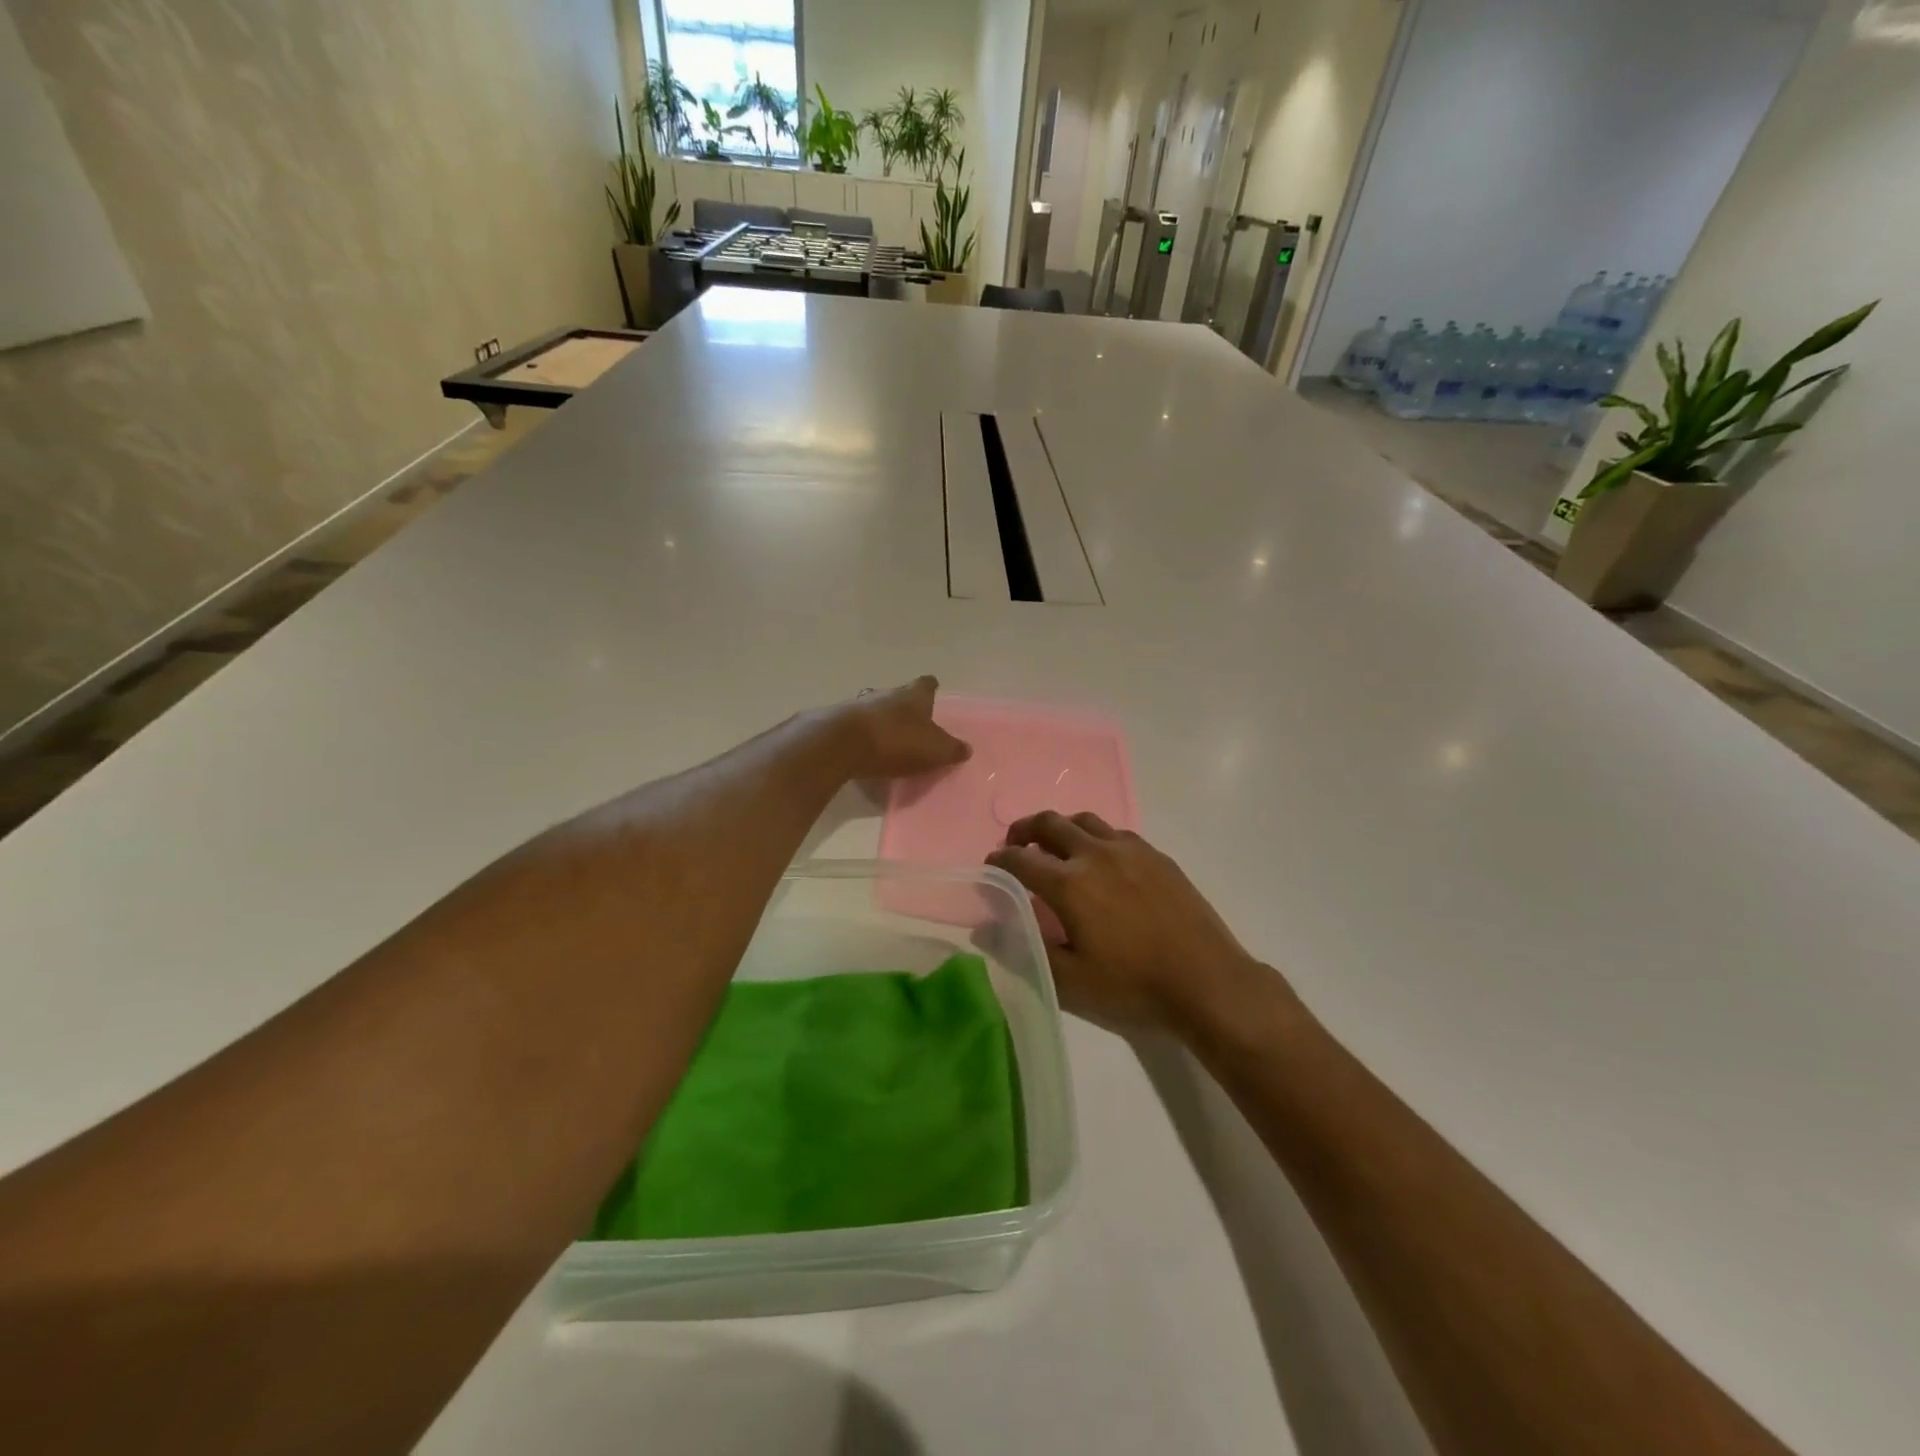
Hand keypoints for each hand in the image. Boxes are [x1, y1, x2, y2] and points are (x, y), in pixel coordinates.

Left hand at [828, 676, 970, 780]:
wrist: (842, 744)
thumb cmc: (896, 741)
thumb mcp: (934, 750)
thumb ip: (951, 749)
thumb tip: (966, 749)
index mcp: (913, 695)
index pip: (926, 684)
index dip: (930, 687)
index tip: (933, 688)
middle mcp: (886, 693)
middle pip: (897, 694)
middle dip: (903, 705)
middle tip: (910, 719)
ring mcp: (858, 705)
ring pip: (873, 707)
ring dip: (880, 719)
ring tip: (886, 736)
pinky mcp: (837, 722)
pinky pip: (855, 726)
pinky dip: (861, 734)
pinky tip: (864, 749)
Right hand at [987, 812, 1276, 1033]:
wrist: (1206, 981)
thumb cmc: (1133, 986)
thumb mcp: (1071, 982)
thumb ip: (1027, 950)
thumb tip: (986, 929)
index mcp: (1069, 884)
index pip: (1020, 859)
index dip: (1000, 859)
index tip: (992, 865)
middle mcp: (1095, 854)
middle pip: (1050, 823)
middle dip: (1025, 829)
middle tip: (1017, 845)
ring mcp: (1130, 850)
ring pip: (1084, 820)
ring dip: (1061, 828)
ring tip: (1056, 847)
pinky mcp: (1156, 855)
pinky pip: (1116, 832)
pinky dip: (1095, 837)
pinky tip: (1101, 860)